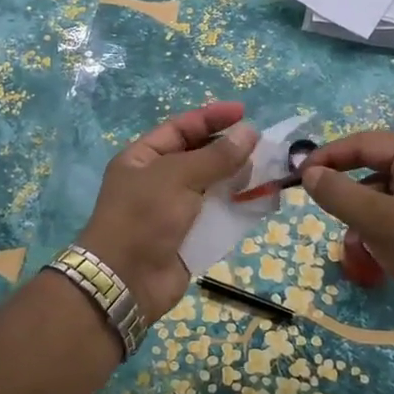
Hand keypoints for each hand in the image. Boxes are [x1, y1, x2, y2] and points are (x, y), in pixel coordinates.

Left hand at [77, 102, 257, 319]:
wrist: (126, 281)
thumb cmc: (144, 218)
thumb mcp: (177, 177)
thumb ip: (216, 157)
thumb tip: (250, 133)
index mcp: (143, 158)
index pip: (180, 129)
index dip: (211, 118)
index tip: (244, 113)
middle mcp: (157, 181)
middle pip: (199, 157)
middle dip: (230, 151)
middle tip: (263, 147)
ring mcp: (174, 210)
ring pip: (213, 187)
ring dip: (238, 180)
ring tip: (268, 173)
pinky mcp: (190, 237)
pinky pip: (218, 217)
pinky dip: (238, 209)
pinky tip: (260, 202)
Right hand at [299, 131, 393, 324]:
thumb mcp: (378, 221)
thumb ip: (338, 193)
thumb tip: (309, 173)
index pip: (365, 142)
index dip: (329, 156)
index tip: (299, 175)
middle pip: (375, 166)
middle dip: (347, 190)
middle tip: (321, 206)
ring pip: (385, 192)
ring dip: (362, 212)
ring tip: (353, 240)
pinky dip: (380, 224)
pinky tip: (374, 249)